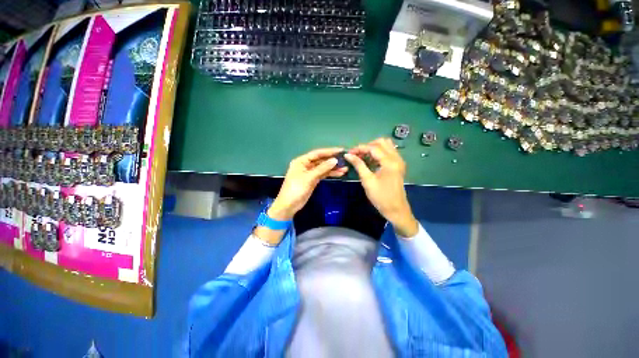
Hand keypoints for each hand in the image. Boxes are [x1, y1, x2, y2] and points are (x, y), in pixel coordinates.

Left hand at [268, 147, 347, 220]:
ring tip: (345, 169)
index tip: (341, 150)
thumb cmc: (296, 189)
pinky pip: (323, 174)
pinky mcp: (313, 180)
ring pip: (323, 168)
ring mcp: (310, 173)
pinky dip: (330, 174)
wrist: (289, 205)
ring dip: (333, 168)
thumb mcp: (309, 177)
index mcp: (301, 161)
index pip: (317, 153)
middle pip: (321, 160)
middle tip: (345, 160)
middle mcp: (306, 165)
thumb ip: (322, 168)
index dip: (329, 151)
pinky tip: (339, 174)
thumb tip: (335, 160)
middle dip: (332, 160)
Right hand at [345, 138, 418, 236]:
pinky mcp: (398, 165)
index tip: (349, 153)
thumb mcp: (367, 181)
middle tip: (357, 154)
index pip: (373, 148)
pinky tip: (370, 161)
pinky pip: (388, 152)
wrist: (396, 210)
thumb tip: (348, 155)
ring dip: (373, 148)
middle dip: (367, 146)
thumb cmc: (381, 197)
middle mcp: (397, 158)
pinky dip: (378, 153)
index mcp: (390, 162)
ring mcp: (399, 161)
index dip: (360, 148)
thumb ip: (358, 165)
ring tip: (362, 157)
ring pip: (386, 146)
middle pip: (382, 142)